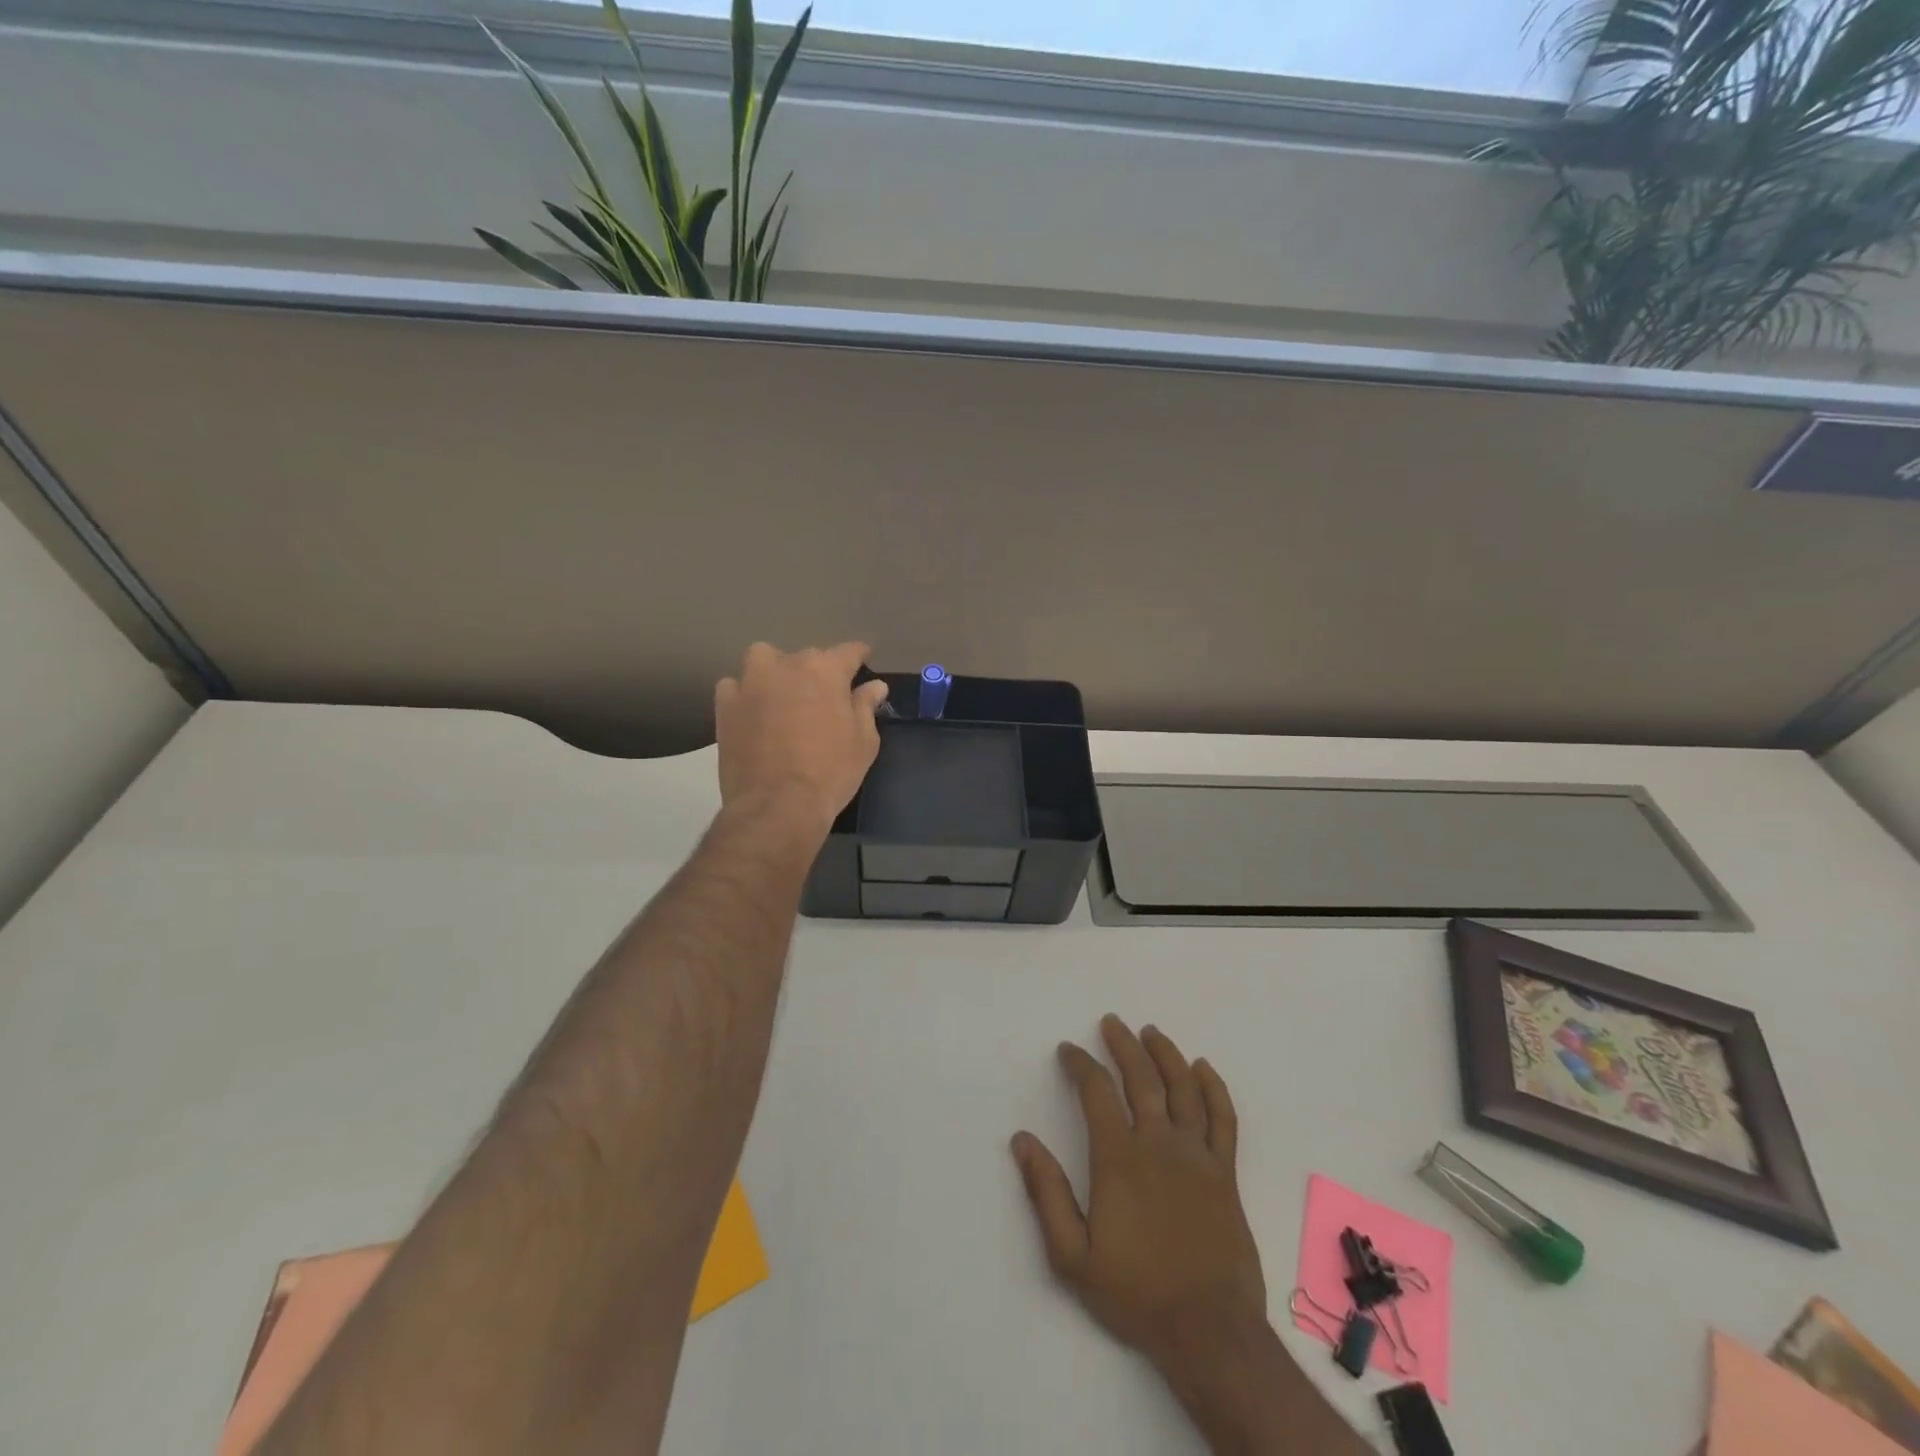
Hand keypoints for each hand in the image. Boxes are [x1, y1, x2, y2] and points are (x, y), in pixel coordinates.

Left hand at [714, 642, 889, 832]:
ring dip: (775, 669)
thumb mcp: (863, 742)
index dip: (858, 654)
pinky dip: (744, 693)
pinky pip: (733, 686)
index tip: (863, 658)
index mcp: (825, 671)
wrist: (777, 805)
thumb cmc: (831, 773)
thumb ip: (865, 707)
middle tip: (824, 696)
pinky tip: (752, 711)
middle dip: (818, 670)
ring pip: (763, 658)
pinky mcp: (726, 706)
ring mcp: (751, 683)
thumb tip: (875, 686)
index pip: (848, 651)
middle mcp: (787, 666)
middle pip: (807, 656)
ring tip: (782, 693)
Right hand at [1011, 1016, 1265, 1374]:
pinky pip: (1223, 1118)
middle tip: (1111, 1022)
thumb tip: (1022, 1140)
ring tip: (1151, 1032)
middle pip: (1141, 1078)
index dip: (1081, 1064)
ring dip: (1166, 1054)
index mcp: (1119, 1158)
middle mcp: (1159, 1144)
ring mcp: (1197, 1156)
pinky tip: (1203, 1068)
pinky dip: (1213, 1088)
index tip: (1069, 1050)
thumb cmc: (1135, 1293)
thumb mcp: (1072, 1255)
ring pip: (1183, 1087)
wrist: (1208, 1331)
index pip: (1097, 1092)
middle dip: (1123, 1044)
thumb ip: (1047, 1193)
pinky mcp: (1226, 1173)